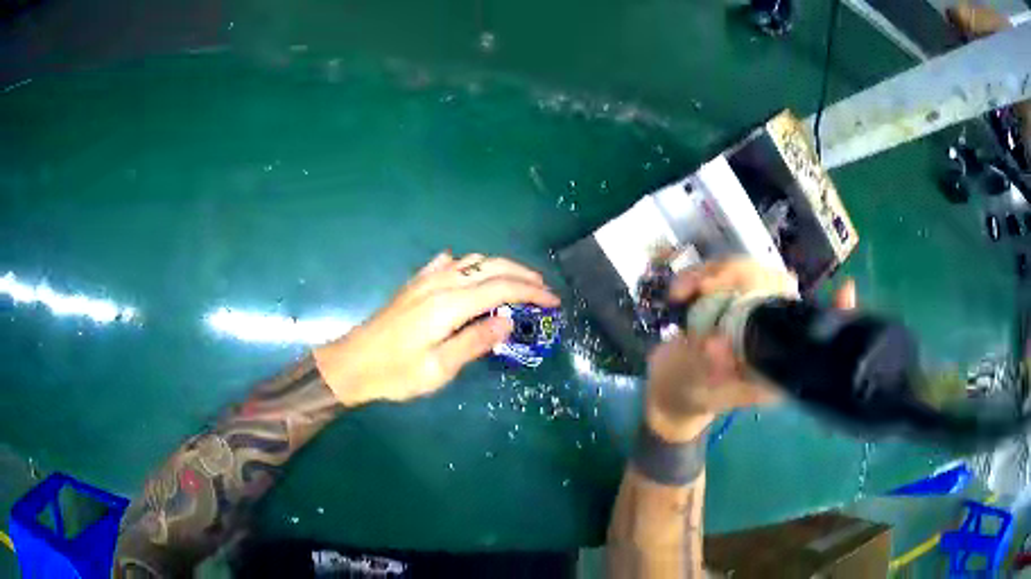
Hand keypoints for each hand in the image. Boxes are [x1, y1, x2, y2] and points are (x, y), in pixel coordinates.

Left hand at [313, 252, 559, 405]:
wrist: (352, 364)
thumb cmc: (395, 373)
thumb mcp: (438, 368)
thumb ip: (475, 341)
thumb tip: (508, 321)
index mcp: (449, 304)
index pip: (501, 287)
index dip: (532, 292)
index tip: (554, 302)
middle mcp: (440, 283)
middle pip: (490, 267)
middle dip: (522, 275)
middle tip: (544, 290)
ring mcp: (425, 281)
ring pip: (472, 261)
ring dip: (500, 268)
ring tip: (518, 284)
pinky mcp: (415, 285)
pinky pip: (449, 265)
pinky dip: (470, 265)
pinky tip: (471, 272)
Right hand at [645, 259, 855, 440]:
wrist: (671, 389)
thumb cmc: (696, 394)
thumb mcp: (706, 389)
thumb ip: (714, 370)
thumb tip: (714, 343)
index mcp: (779, 354)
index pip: (812, 328)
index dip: (834, 312)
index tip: (846, 291)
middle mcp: (770, 327)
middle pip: (775, 282)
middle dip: (738, 275)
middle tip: (702, 289)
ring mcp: (748, 309)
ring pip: (746, 270)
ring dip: (712, 273)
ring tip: (682, 292)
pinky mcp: (726, 297)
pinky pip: (720, 273)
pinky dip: (697, 276)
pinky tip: (678, 292)